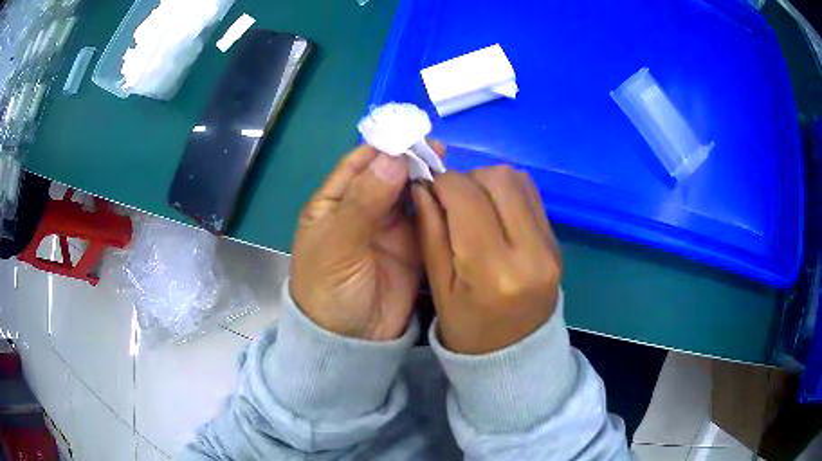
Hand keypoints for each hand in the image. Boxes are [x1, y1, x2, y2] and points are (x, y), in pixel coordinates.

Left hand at [291, 144, 438, 340]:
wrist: (349, 341)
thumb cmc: (329, 290)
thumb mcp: (338, 244)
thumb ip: (363, 201)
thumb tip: (392, 157)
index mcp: (334, 202)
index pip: (359, 163)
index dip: (384, 147)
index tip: (412, 135)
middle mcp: (361, 209)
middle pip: (388, 175)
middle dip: (411, 160)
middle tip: (440, 150)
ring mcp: (389, 229)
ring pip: (410, 194)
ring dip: (427, 180)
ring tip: (451, 167)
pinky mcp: (412, 248)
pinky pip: (427, 220)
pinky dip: (439, 207)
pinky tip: (455, 196)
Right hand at [412, 166, 561, 353]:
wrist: (517, 354)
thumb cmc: (468, 328)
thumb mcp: (438, 285)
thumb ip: (429, 229)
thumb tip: (423, 184)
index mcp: (493, 270)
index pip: (466, 197)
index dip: (442, 183)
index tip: (428, 189)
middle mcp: (529, 251)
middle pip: (497, 179)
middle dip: (466, 178)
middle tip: (451, 200)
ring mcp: (550, 244)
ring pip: (517, 179)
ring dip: (487, 181)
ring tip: (473, 206)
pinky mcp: (557, 240)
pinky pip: (531, 194)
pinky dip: (507, 191)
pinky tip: (494, 212)